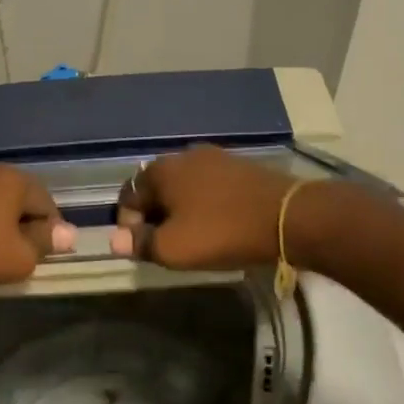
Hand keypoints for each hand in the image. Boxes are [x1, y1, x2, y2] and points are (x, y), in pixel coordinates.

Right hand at [110, 145, 295, 268]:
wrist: (288, 217)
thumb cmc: (221, 232)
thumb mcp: (173, 248)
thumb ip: (140, 243)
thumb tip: (115, 240)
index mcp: (161, 170)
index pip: (128, 195)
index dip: (128, 224)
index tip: (142, 248)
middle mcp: (183, 156)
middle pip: (156, 188)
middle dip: (154, 216)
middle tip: (166, 244)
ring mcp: (214, 157)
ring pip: (183, 186)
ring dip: (180, 210)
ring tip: (192, 236)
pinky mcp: (238, 166)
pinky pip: (208, 186)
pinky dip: (203, 204)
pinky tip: (216, 223)